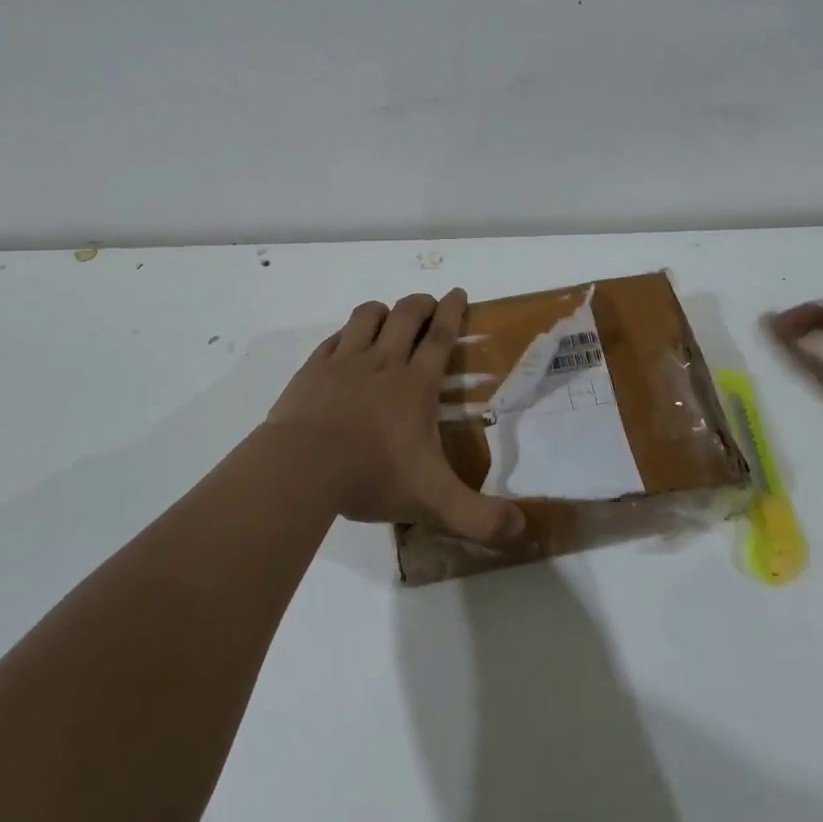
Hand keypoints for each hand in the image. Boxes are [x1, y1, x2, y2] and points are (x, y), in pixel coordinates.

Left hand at [266, 290, 524, 544]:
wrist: (302, 467)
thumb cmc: (371, 476)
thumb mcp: (434, 502)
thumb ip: (479, 518)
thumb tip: (521, 528)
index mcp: (415, 385)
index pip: (440, 336)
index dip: (452, 311)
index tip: (458, 292)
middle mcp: (382, 363)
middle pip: (406, 314)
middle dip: (421, 303)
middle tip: (429, 305)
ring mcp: (344, 362)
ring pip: (367, 316)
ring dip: (382, 310)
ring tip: (388, 317)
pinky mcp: (313, 369)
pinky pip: (335, 338)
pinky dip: (347, 333)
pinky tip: (346, 344)